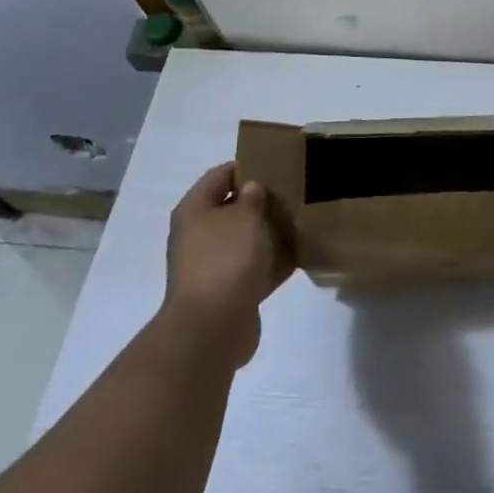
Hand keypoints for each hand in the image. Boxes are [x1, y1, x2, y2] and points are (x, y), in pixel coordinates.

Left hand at [164, 163, 293, 367]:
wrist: (213, 328)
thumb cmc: (226, 260)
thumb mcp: (245, 217)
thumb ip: (253, 197)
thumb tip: (252, 190)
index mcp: (195, 210)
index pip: (220, 176)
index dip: (246, 166)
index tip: (276, 164)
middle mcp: (198, 236)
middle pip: (231, 209)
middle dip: (260, 202)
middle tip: (292, 194)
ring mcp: (211, 266)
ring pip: (243, 240)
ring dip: (267, 233)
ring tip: (298, 222)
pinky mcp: (227, 292)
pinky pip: (252, 269)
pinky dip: (271, 263)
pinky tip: (297, 256)